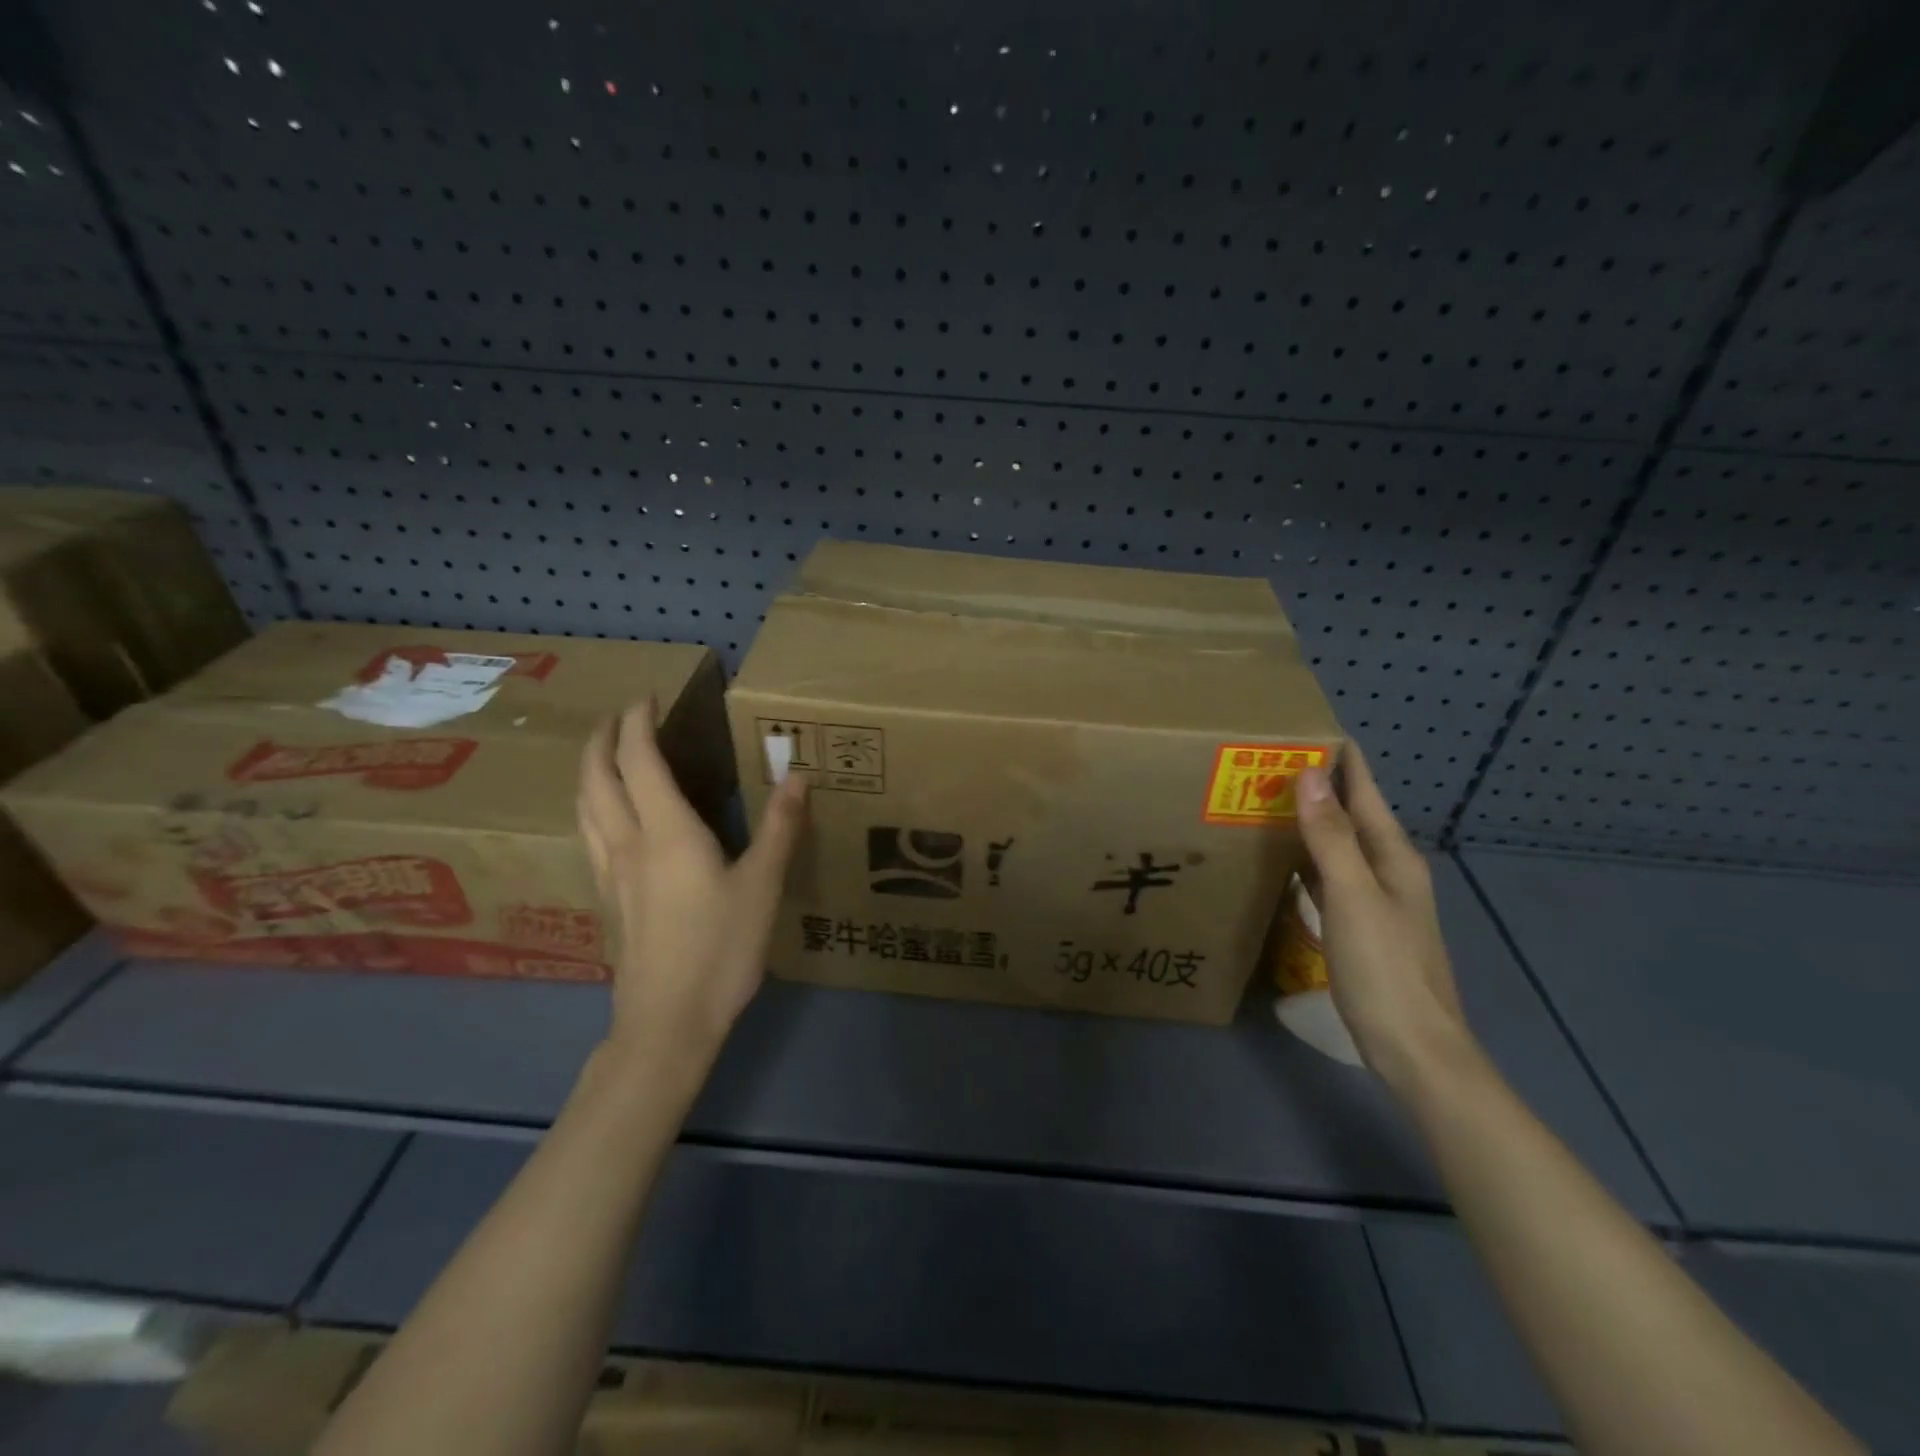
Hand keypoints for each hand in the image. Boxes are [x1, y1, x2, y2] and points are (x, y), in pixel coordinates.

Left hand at [576, 700, 809, 1063]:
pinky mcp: (608, 901)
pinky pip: (589, 836)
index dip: (638, 723)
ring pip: (584, 808)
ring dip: (589, 772)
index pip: (638, 761)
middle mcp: (627, 843)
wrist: (668, 1021)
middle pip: (596, 779)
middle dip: (601, 740)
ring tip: (604, 758)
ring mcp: (610, 874)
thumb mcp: (763, 885)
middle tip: (617, 717)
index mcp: (666, 832)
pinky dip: (592, 808)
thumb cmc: (720, 949)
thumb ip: (779, 827)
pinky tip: (608, 821)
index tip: (646, 697)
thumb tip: (797, 774)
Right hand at [1295, 745, 1475, 1090]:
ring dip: (1307, 821)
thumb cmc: (1385, 968)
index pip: (1365, 789)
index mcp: (1392, 855)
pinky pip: (1328, 875)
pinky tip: (1280, 859)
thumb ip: (1331, 836)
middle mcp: (1387, 868)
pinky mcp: (1359, 923)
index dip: (1339, 757)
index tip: (1300, 727)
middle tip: (1262, 762)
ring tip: (1262, 800)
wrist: (1414, 1047)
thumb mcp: (1354, 897)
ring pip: (1337, 844)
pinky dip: (1305, 858)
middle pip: (1350, 813)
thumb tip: (1308, 774)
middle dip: (1314, 785)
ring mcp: (1374, 898)